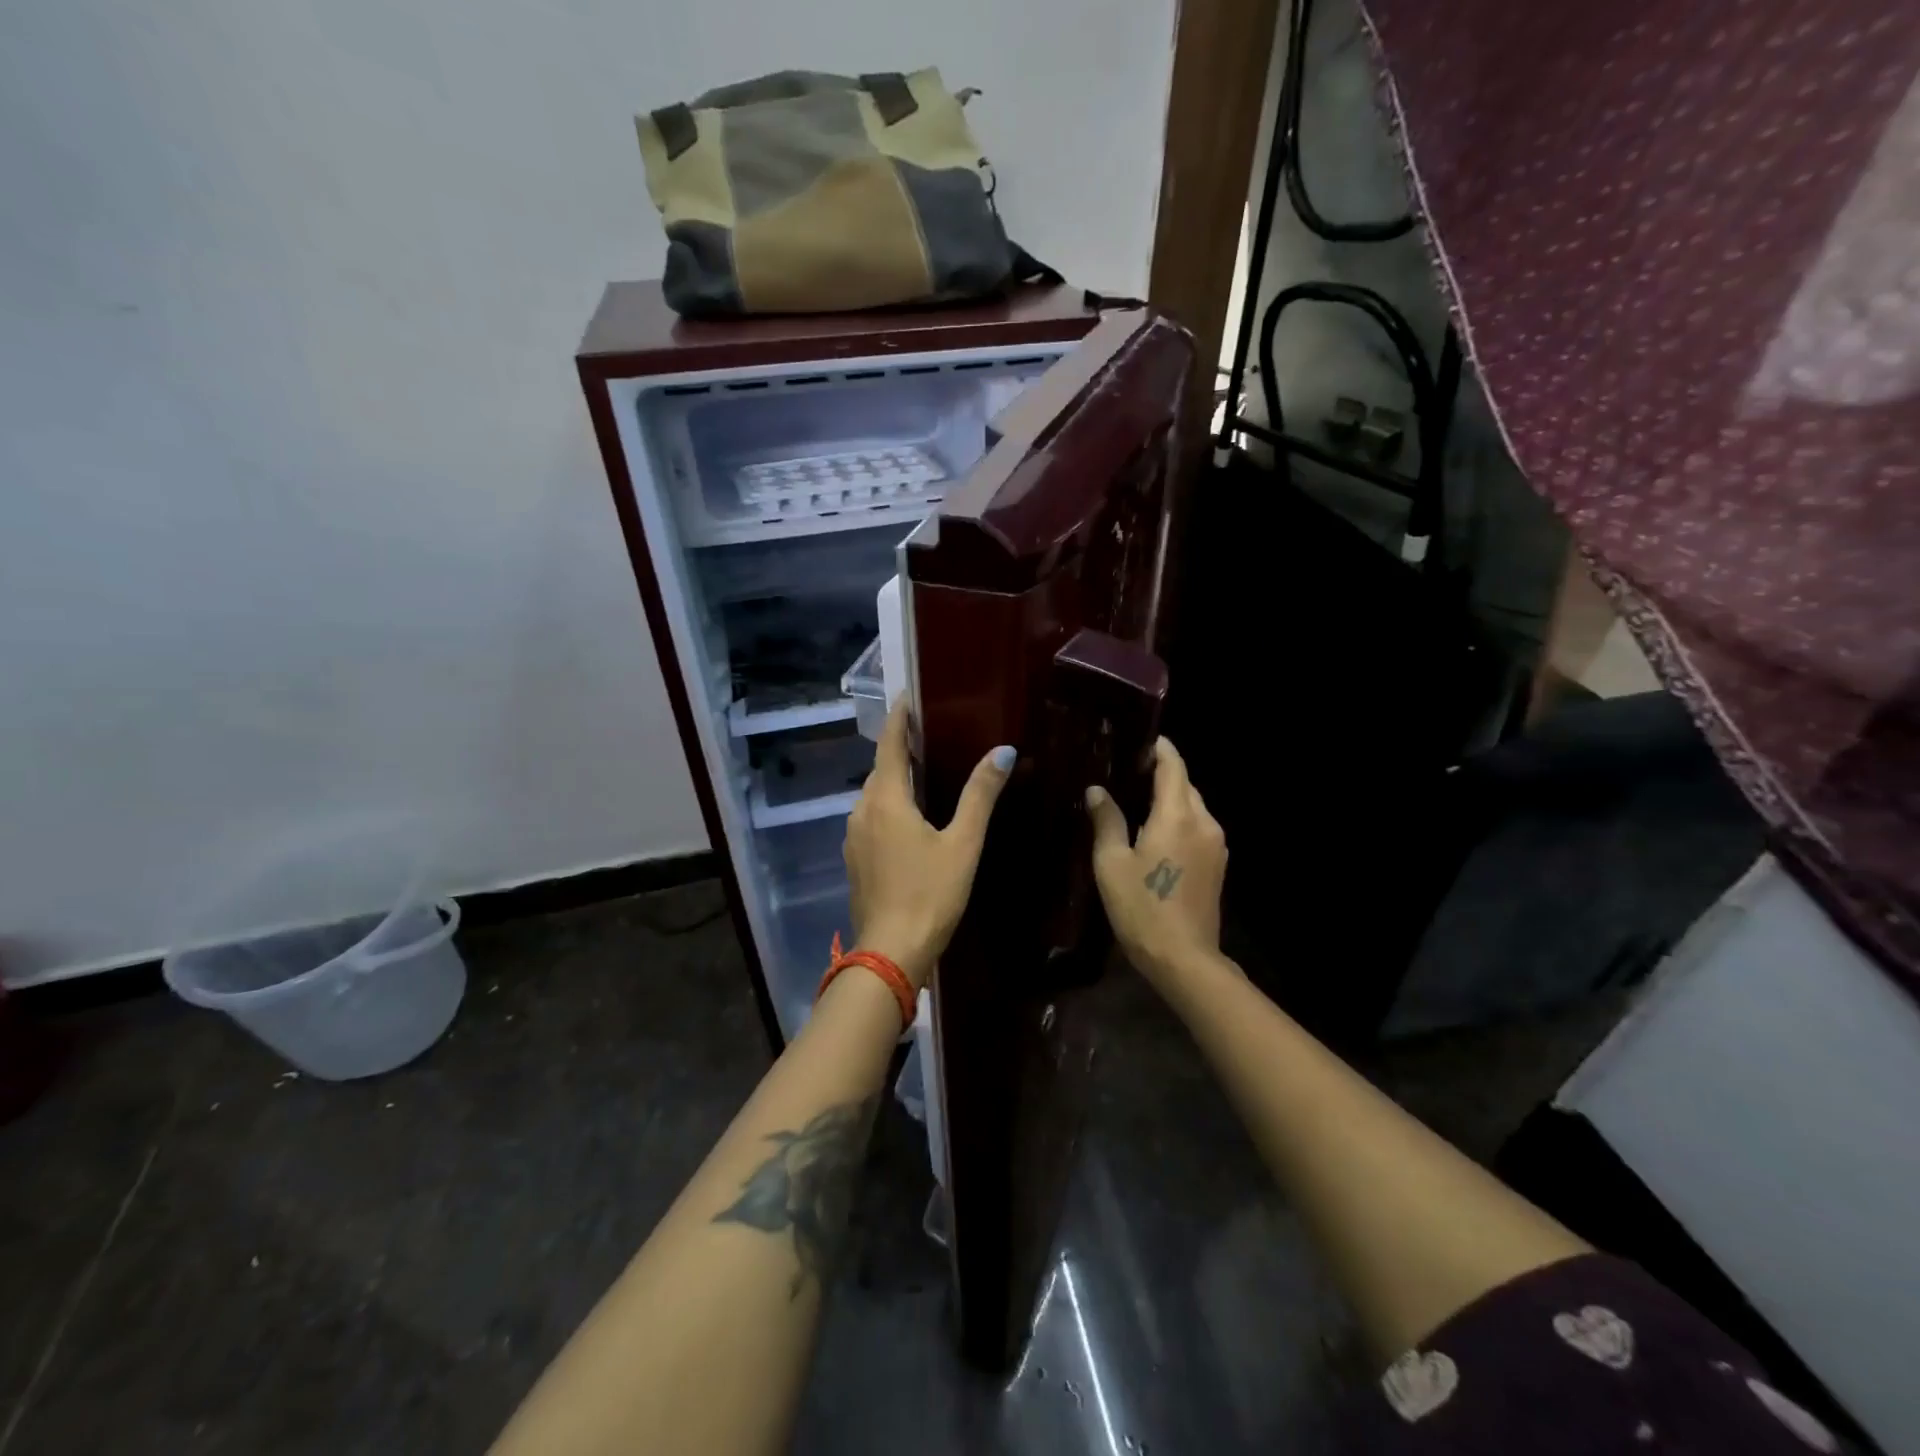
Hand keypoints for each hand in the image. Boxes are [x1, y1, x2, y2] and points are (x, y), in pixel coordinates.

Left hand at [843, 703, 1015, 988]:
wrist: (891, 953)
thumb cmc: (931, 894)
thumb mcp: (963, 843)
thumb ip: (980, 795)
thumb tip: (1003, 751)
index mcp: (886, 799)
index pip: (890, 744)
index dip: (900, 717)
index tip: (911, 695)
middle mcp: (862, 810)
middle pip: (881, 768)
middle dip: (902, 748)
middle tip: (933, 735)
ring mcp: (854, 836)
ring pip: (875, 795)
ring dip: (896, 780)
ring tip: (927, 773)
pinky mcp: (855, 858)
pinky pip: (872, 818)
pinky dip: (890, 806)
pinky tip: (912, 818)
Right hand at [1086, 737, 1226, 988]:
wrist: (1184, 959)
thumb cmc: (1142, 908)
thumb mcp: (1112, 863)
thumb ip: (1106, 820)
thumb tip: (1097, 790)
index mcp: (1177, 816)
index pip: (1173, 766)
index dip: (1159, 748)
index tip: (1139, 740)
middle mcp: (1204, 822)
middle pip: (1185, 784)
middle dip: (1161, 773)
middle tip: (1127, 771)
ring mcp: (1216, 844)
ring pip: (1193, 806)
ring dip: (1170, 798)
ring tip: (1137, 800)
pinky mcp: (1218, 864)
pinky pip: (1197, 827)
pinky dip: (1178, 819)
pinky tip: (1155, 832)